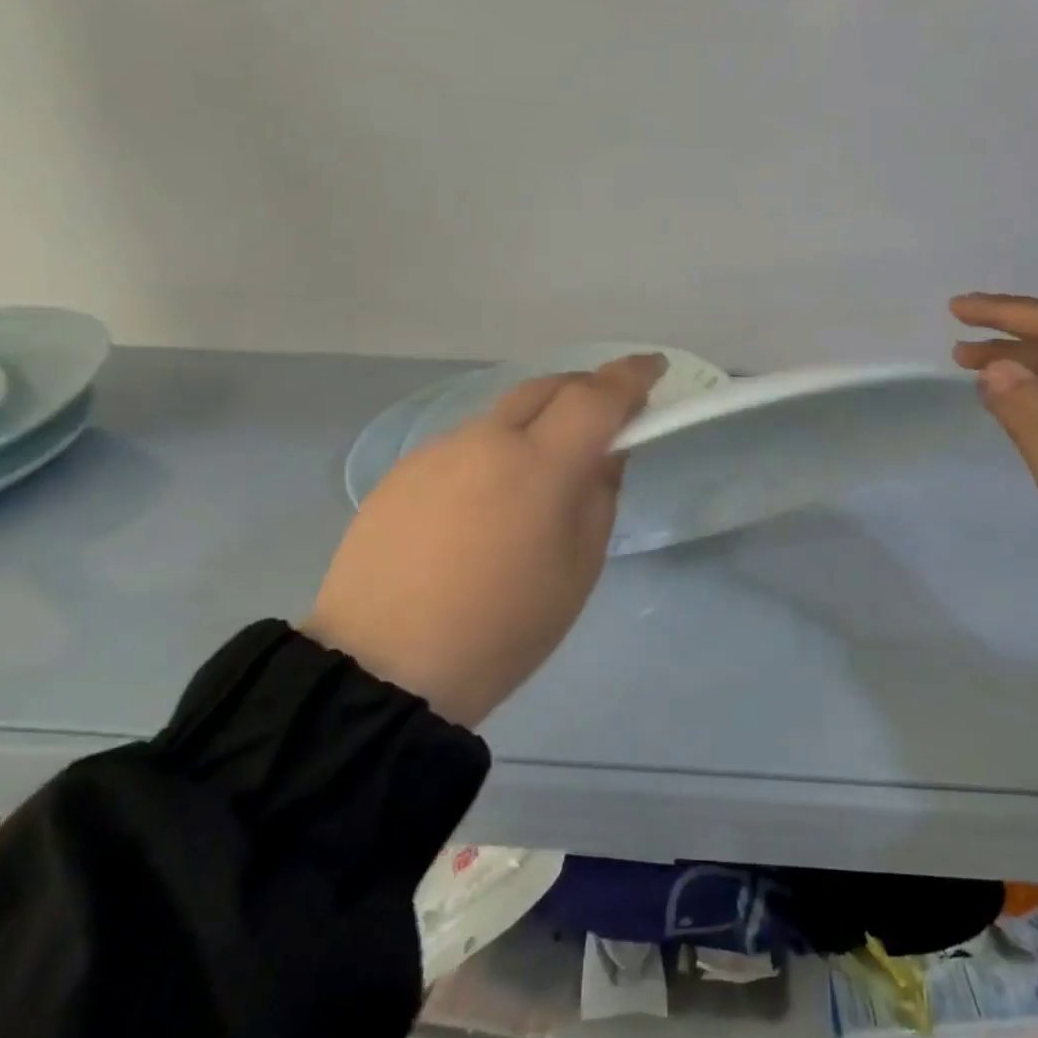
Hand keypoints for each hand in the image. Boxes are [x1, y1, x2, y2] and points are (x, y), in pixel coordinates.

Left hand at [304, 354, 664, 726]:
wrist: (384, 668)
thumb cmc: (503, 629)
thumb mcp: (577, 570)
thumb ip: (599, 497)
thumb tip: (605, 453)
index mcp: (539, 465)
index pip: (596, 398)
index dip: (631, 377)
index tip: (654, 369)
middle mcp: (486, 440)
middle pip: (546, 388)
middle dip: (584, 391)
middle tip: (607, 419)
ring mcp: (438, 451)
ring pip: (502, 416)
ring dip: (536, 424)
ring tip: (543, 472)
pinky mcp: (403, 472)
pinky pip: (465, 445)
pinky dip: (495, 452)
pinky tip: (488, 502)